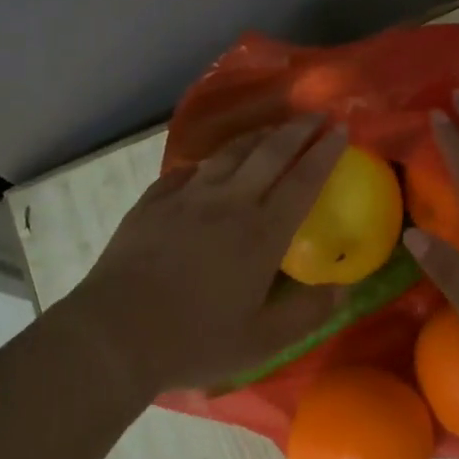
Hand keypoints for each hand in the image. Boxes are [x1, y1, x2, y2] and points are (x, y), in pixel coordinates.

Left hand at [68, 118, 348, 399]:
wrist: (115, 333)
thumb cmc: (194, 340)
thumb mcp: (261, 342)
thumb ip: (306, 314)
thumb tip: (343, 291)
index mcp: (262, 233)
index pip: (303, 180)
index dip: (325, 153)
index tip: (341, 130)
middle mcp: (229, 202)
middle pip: (269, 152)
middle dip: (297, 130)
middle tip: (315, 116)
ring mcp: (188, 197)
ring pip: (229, 153)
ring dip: (257, 136)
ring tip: (271, 129)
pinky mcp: (154, 201)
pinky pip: (187, 171)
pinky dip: (207, 163)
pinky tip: (209, 165)